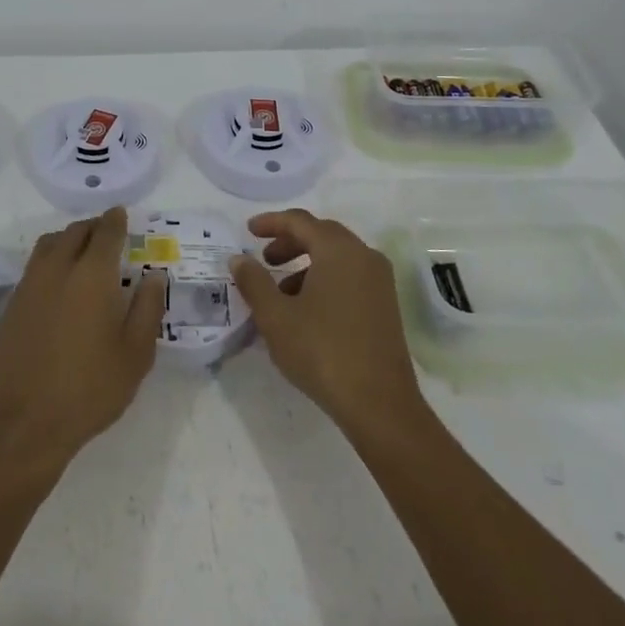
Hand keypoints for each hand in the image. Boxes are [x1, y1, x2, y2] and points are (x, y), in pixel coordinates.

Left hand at [0, 207, 164, 476]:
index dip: (116, 220)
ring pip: (49, 244)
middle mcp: (57, 269)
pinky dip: (50, 259)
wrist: (22, 424)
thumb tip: (154, 275)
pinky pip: (34, 266)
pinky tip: (60, 282)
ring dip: (68, 238)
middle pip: (75, 232)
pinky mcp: (12, 305)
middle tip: (108, 233)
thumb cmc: (89, 390)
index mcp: (92, 275)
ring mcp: (29, 286)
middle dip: (93, 226)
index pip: (105, 232)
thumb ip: (148, 308)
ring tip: (83, 252)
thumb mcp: (135, 354)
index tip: (122, 214)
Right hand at [230, 209, 425, 435]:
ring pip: (337, 257)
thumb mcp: (275, 316)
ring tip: (280, 291)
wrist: (379, 403)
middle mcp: (364, 256)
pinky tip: (306, 310)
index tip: (248, 230)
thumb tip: (239, 259)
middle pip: (321, 234)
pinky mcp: (385, 304)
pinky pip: (350, 275)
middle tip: (264, 258)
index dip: (271, 222)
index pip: (300, 221)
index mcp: (338, 250)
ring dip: (305, 264)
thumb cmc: (322, 351)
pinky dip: (324, 279)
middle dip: (289, 241)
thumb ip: (253, 282)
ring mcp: (379, 281)